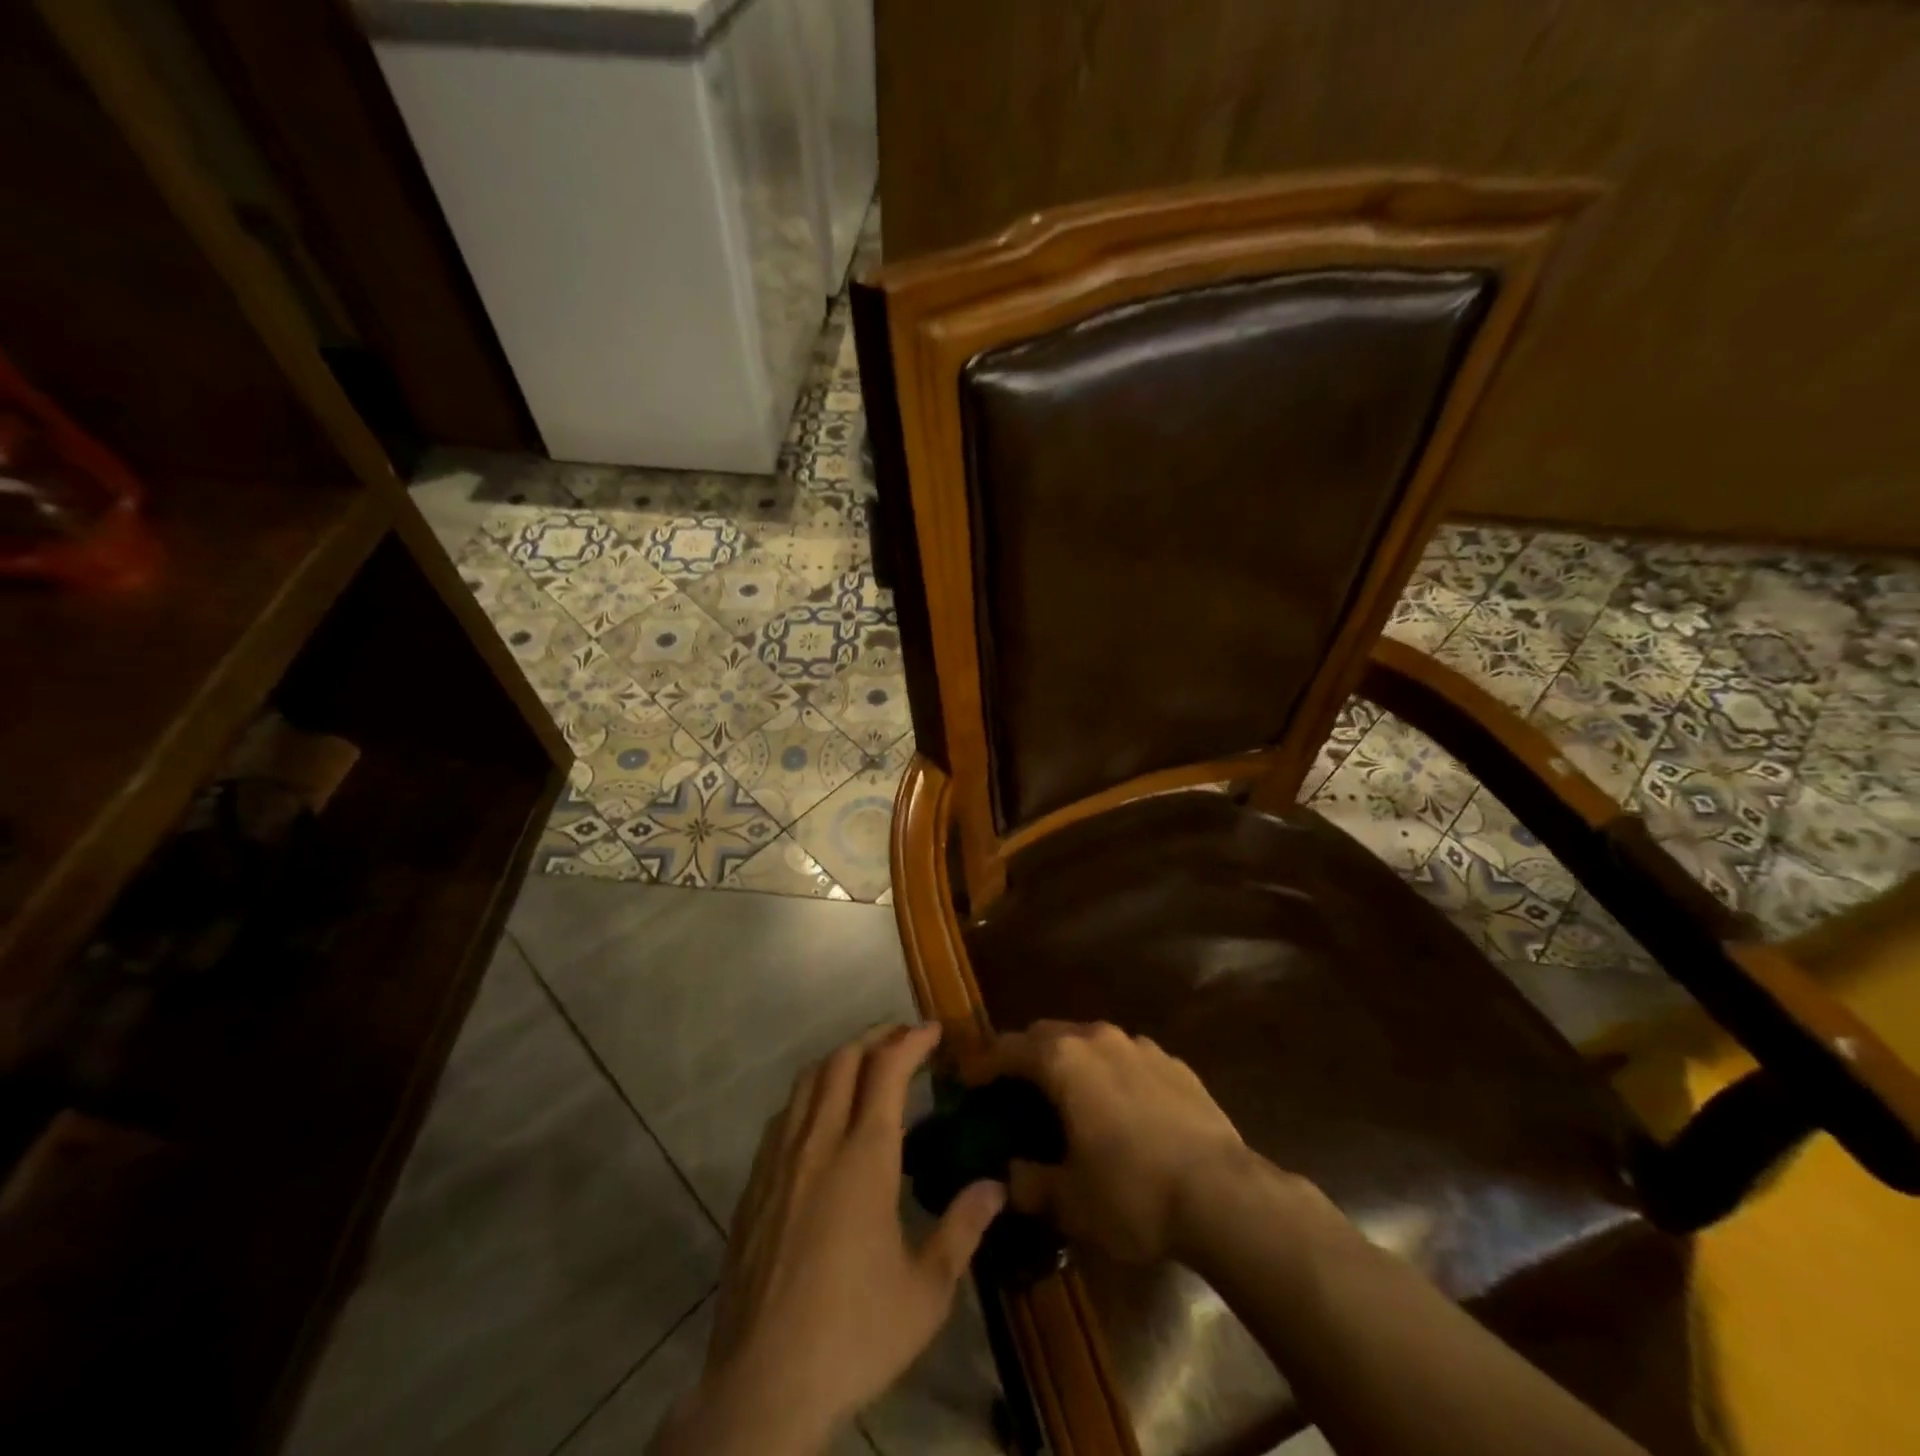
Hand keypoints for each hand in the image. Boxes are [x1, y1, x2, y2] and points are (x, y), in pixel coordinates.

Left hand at [653, 1024, 1005, 1455]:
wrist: (762, 1385)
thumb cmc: (854, 1334)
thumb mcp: (926, 1291)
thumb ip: (962, 1229)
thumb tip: (996, 1186)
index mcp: (864, 1157)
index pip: (887, 1070)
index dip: (911, 1041)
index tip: (933, 1030)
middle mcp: (819, 1142)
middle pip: (843, 1060)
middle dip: (875, 1037)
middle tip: (903, 1037)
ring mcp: (780, 1161)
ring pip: (808, 1081)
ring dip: (839, 1059)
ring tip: (865, 1064)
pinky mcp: (754, 1185)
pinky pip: (784, 1116)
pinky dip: (810, 1094)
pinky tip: (821, 1117)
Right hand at [962, 1020, 1251, 1264]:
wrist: (1223, 1194)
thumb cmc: (1133, 1193)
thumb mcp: (1070, 1201)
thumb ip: (1030, 1183)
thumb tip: (1008, 1177)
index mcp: (1063, 1060)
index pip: (1008, 1048)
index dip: (982, 1064)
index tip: (966, 1080)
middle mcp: (1098, 1038)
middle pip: (1048, 1034)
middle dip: (1026, 1056)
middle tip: (1015, 1089)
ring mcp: (1140, 1046)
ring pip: (1090, 1041)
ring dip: (1071, 1062)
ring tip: (1069, 1098)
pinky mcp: (1174, 1063)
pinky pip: (1127, 1058)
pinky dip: (1111, 1074)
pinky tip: (1120, 1109)